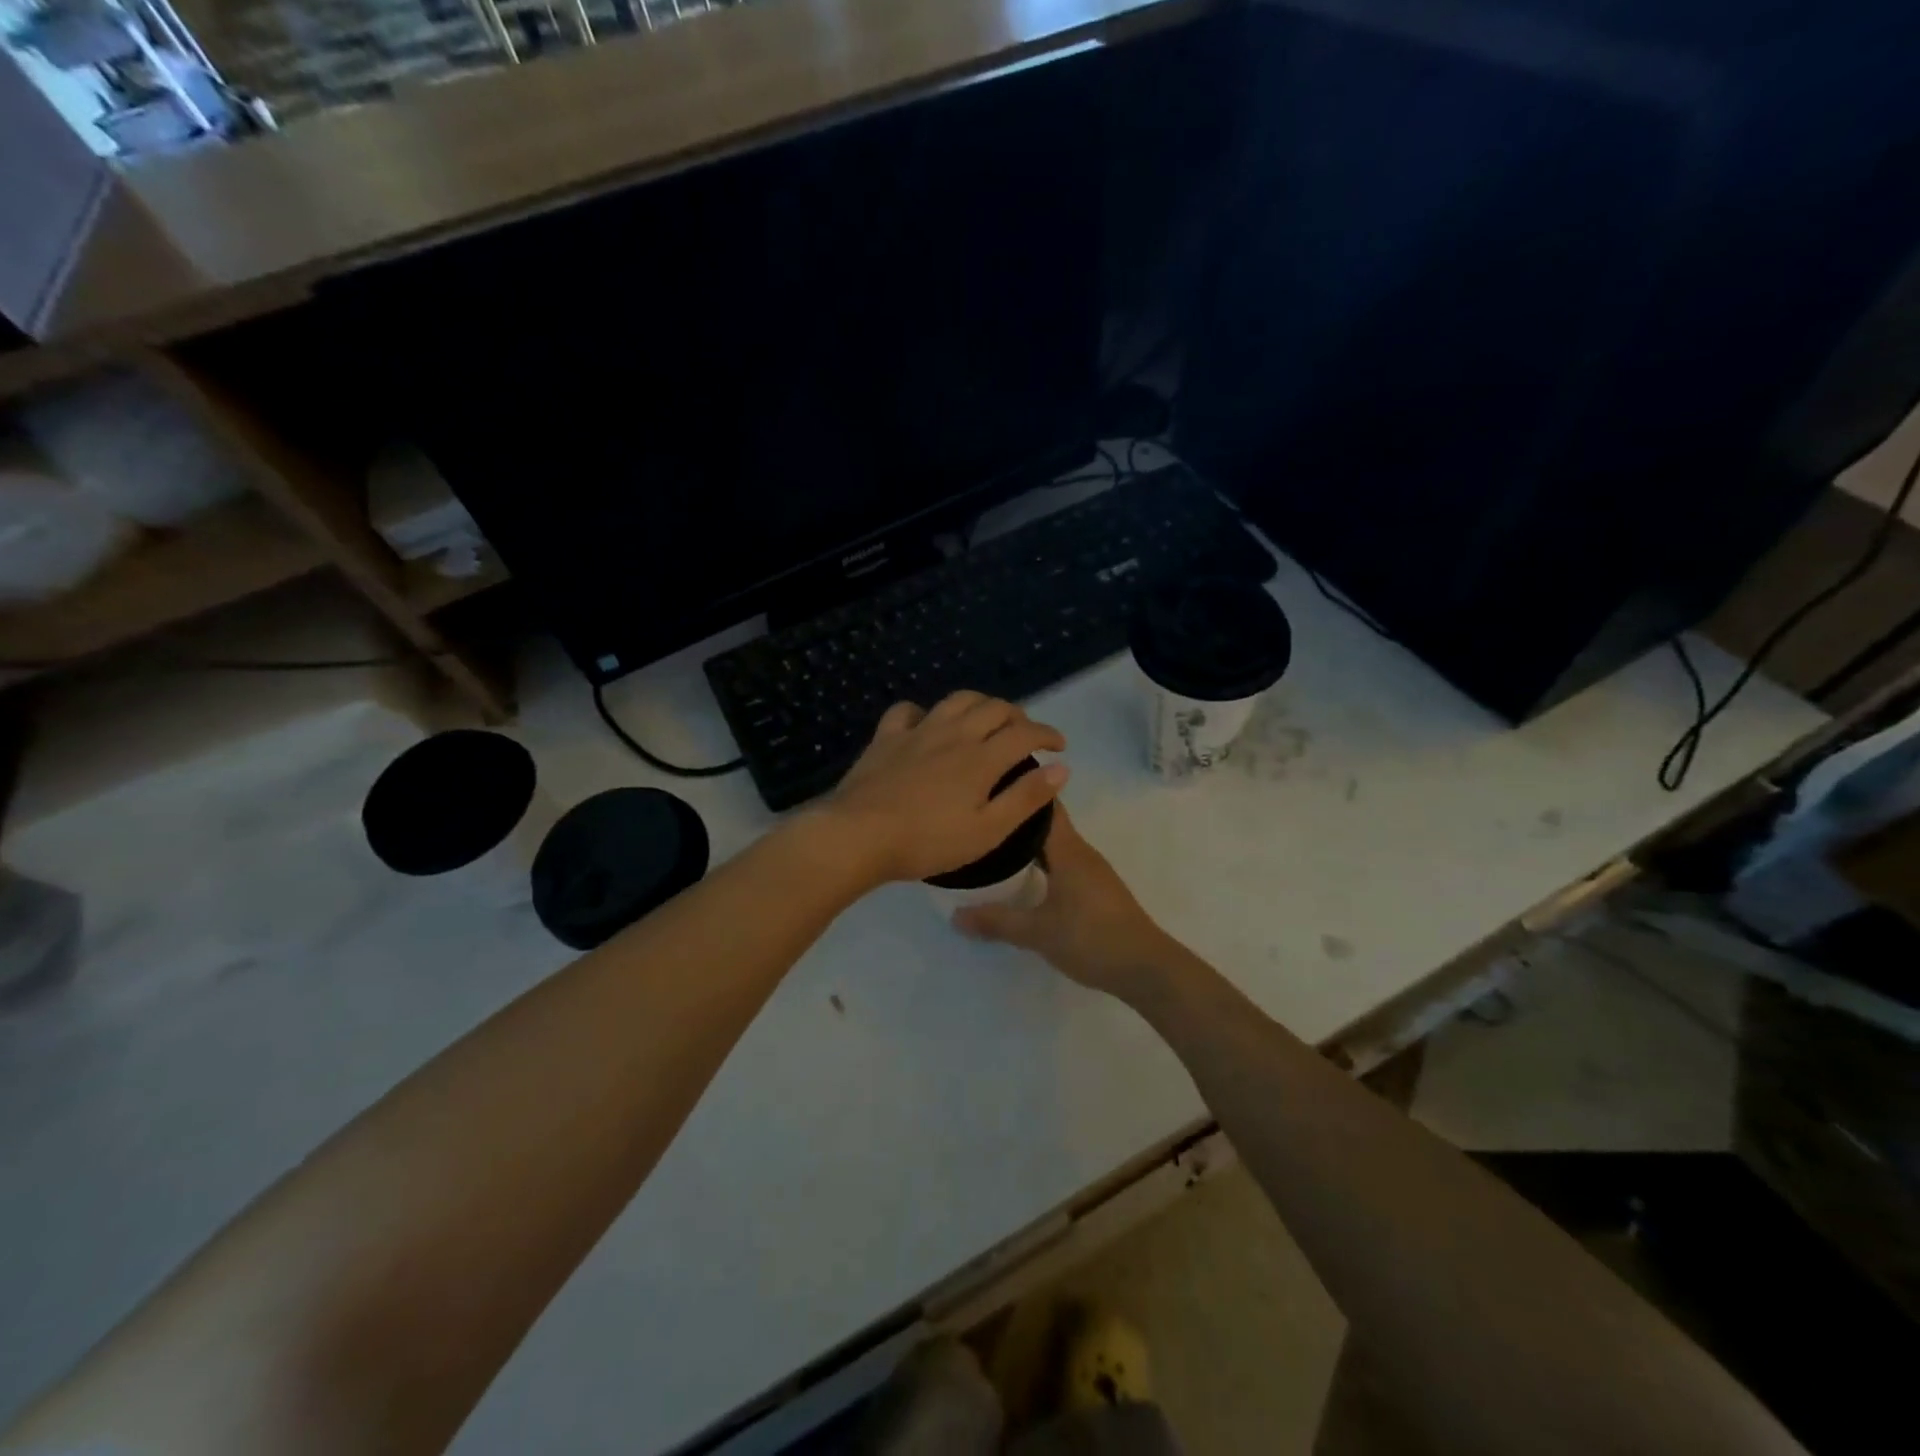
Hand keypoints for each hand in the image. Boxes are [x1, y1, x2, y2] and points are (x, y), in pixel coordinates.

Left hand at [815, 692, 1068, 886]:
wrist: (859, 835)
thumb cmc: (928, 841)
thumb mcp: (987, 831)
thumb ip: (1025, 798)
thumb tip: (1061, 768)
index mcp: (981, 758)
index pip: (1024, 733)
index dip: (1047, 734)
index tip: (1059, 746)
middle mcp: (954, 734)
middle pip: (994, 708)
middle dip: (1018, 716)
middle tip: (1026, 734)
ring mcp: (917, 731)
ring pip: (957, 700)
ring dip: (980, 704)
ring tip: (987, 719)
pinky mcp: (886, 738)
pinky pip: (908, 710)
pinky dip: (925, 711)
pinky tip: (927, 723)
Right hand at [954, 805, 1180, 995]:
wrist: (1146, 968)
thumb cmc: (1092, 938)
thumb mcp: (1038, 932)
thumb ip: (997, 921)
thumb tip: (955, 915)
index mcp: (1069, 850)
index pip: (1045, 805)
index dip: (1022, 789)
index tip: (990, 784)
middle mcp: (1081, 852)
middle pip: (1047, 823)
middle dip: (1016, 819)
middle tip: (981, 816)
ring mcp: (1091, 871)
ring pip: (1055, 845)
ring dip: (1028, 843)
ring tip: (993, 844)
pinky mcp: (1095, 890)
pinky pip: (1062, 863)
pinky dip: (1040, 862)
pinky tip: (1022, 877)